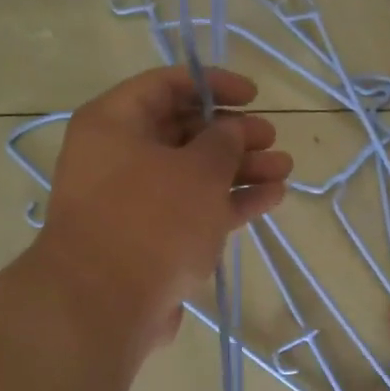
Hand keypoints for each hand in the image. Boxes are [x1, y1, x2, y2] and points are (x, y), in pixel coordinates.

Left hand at [37, 67, 292, 344]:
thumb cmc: (151, 219)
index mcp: (113, 123)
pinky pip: (194, 209)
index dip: (212, 85)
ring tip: (285, 170)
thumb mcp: (197, 169)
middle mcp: (118, 157)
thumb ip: (224, 141)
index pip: (165, 85)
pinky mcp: (150, 240)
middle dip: (233, 134)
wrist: (104, 305)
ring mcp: (133, 201)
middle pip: (183, 132)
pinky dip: (229, 202)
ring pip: (193, 173)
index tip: (253, 96)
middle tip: (272, 138)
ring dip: (240, 169)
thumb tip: (232, 130)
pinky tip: (271, 198)